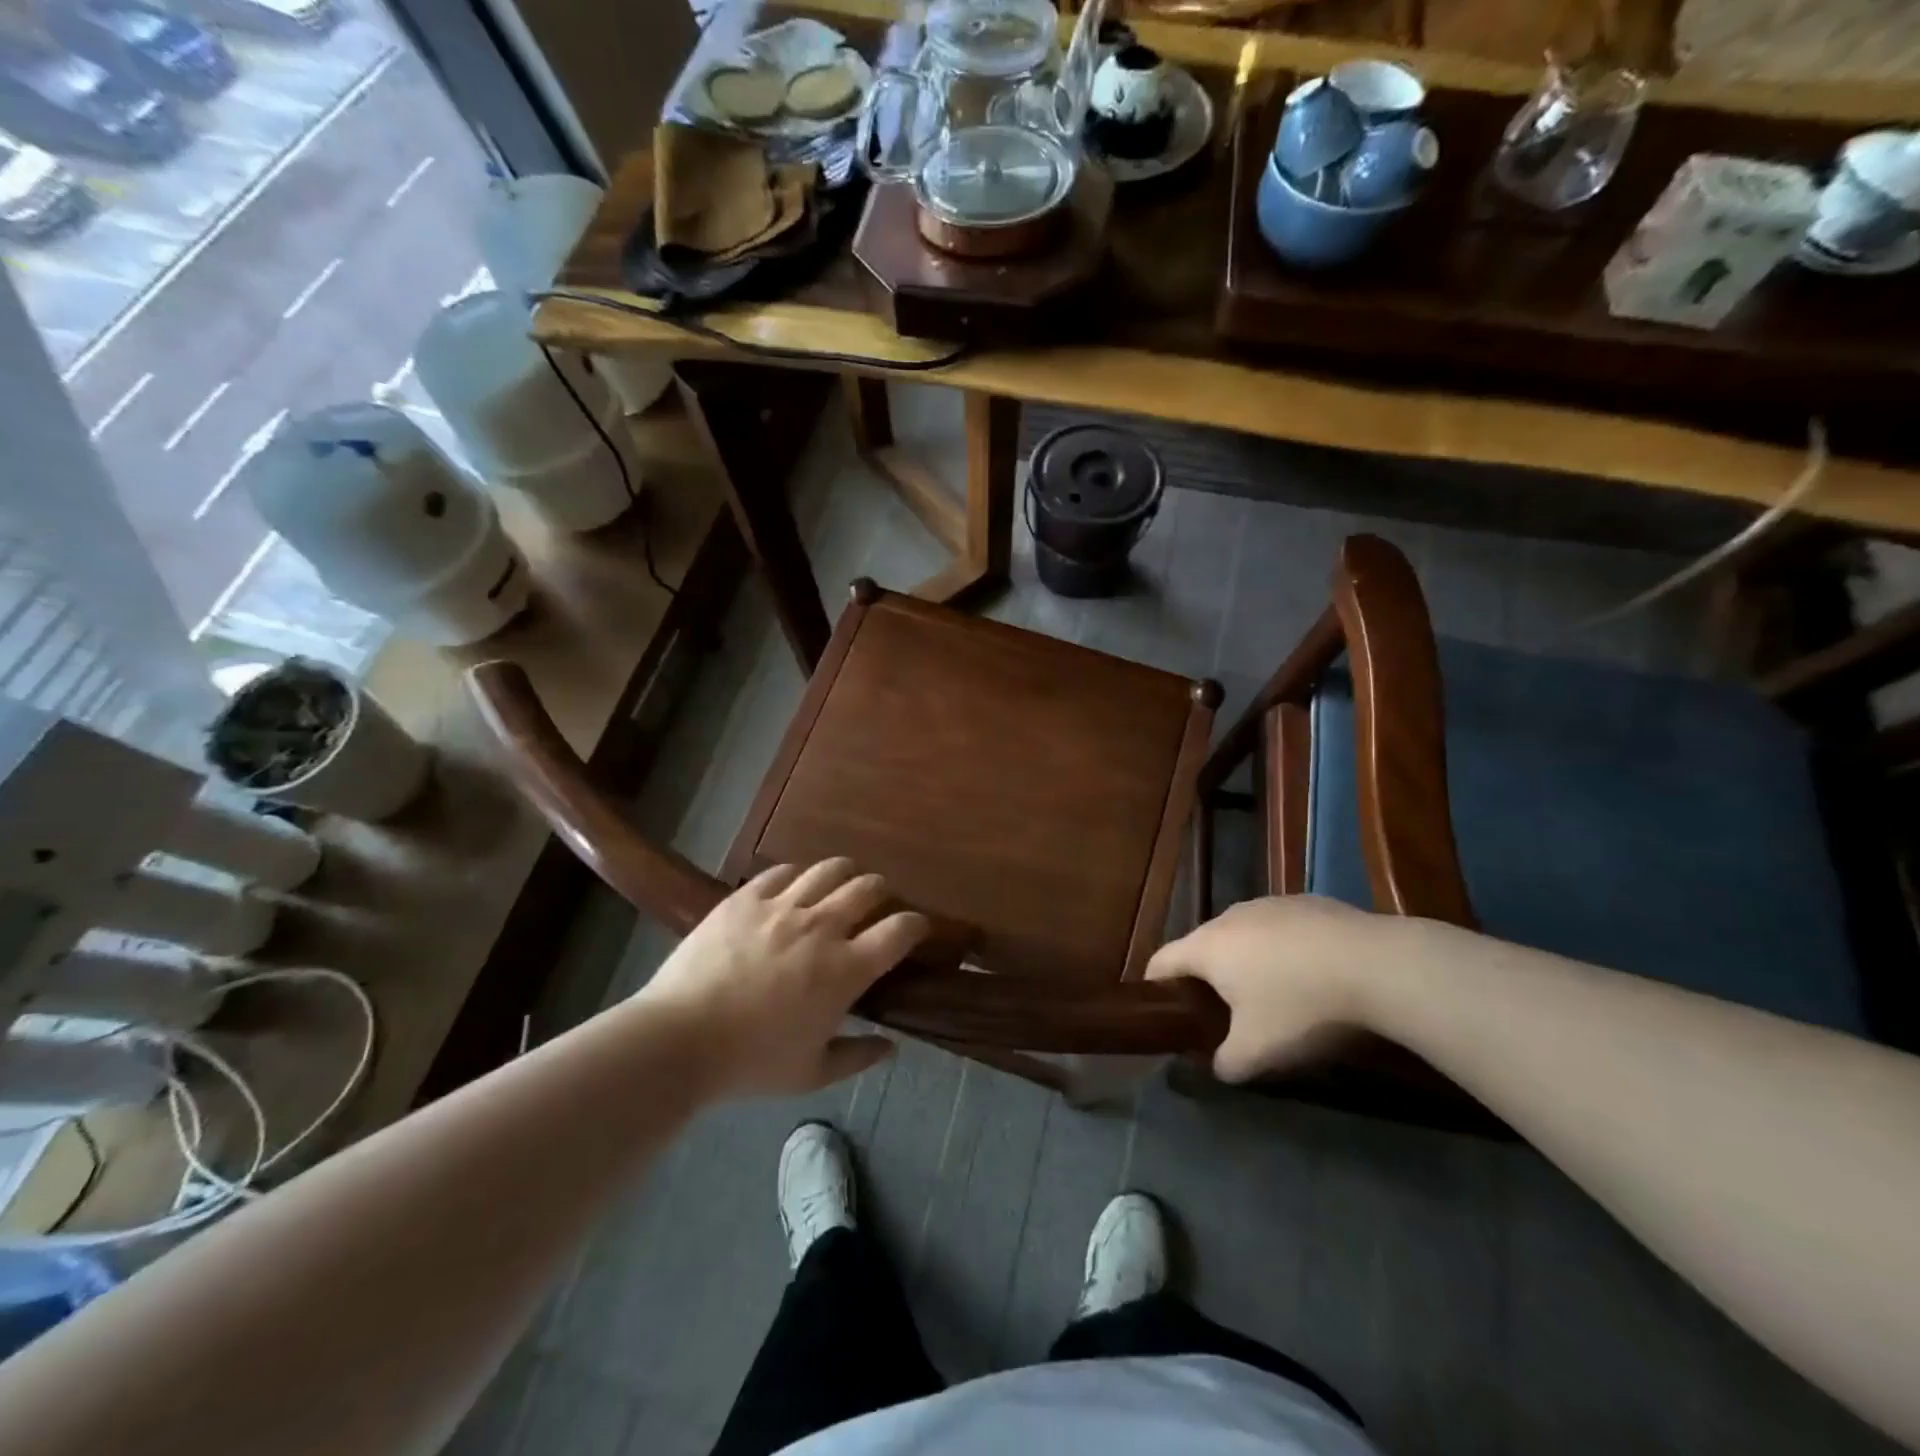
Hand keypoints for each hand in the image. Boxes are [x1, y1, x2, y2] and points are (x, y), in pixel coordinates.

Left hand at [637, 859, 927, 1097]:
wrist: (679, 1039)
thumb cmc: (750, 1062)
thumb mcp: (811, 1074)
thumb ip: (856, 1057)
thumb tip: (891, 1048)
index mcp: (845, 969)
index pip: (899, 931)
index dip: (917, 924)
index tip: (917, 929)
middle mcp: (822, 927)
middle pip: (868, 888)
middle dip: (882, 893)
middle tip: (877, 906)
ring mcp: (782, 907)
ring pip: (829, 869)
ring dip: (844, 875)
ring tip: (840, 885)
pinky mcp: (746, 898)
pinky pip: (782, 871)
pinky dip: (797, 876)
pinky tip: (793, 888)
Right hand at [1145, 896, 1390, 1081]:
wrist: (1378, 965)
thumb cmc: (1301, 1006)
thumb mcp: (1258, 1051)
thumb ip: (1227, 1062)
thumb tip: (1219, 1067)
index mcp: (1207, 946)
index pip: (1163, 960)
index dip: (1156, 985)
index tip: (1162, 1008)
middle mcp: (1231, 917)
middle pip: (1204, 946)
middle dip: (1208, 976)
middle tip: (1223, 1012)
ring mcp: (1270, 904)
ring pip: (1245, 934)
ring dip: (1248, 960)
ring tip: (1272, 993)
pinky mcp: (1308, 902)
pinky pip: (1282, 928)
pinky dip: (1285, 949)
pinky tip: (1313, 974)